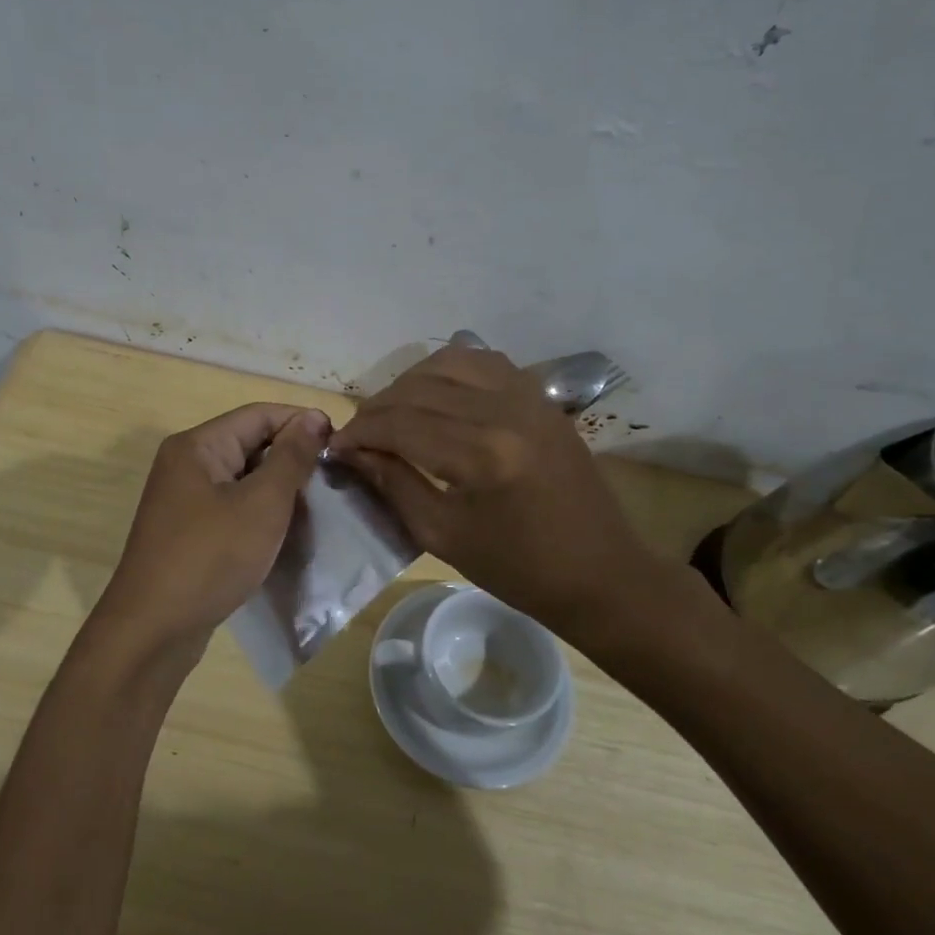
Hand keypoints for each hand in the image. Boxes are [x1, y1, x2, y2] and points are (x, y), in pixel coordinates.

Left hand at [91, 404, 330, 660]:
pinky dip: (259, 513)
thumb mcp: (261, 504)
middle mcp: (186, 465)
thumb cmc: (210, 558)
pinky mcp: (188, 532)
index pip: (259, 414)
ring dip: (278, 487)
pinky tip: (286, 530)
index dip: (301, 422)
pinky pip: (231, 507)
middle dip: (291, 456)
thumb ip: (290, 458)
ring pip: (242, 478)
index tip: (341, 444)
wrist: (153, 630)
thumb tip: (312, 417)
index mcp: (197, 446)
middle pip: (249, 443)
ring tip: (318, 504)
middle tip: (334, 478)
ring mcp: (183, 500)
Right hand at [328, 346, 683, 647]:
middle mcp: (505, 410)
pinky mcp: (541, 396)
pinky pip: (483, 362)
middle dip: (377, 408)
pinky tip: (434, 394)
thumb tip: (351, 452)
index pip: (398, 423)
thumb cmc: (517, 568)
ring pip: (448, 362)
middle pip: (418, 388)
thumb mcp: (442, 535)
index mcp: (481, 455)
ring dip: (409, 383)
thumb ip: (392, 484)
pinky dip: (448, 370)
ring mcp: (528, 396)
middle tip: (358, 435)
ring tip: (392, 412)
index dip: (358, 432)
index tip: (335, 447)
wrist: (599, 572)